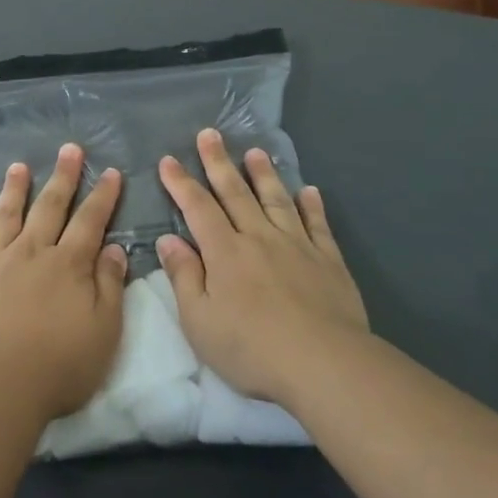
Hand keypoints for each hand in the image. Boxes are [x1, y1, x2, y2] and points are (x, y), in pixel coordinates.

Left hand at [0, 144, 127, 420]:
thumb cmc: (60, 364)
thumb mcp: (104, 330)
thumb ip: (110, 285)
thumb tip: (114, 247)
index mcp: (68, 264)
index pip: (90, 221)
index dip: (102, 196)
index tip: (109, 172)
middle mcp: (31, 252)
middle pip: (49, 207)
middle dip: (62, 177)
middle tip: (69, 149)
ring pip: (6, 215)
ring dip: (14, 189)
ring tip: (18, 166)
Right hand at [157, 128, 368, 406]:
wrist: (325, 364)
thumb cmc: (252, 349)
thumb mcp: (200, 321)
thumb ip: (184, 277)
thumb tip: (168, 240)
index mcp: (225, 252)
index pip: (198, 208)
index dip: (181, 183)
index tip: (169, 160)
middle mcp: (259, 238)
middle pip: (235, 193)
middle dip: (219, 162)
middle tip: (210, 134)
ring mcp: (297, 246)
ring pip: (276, 200)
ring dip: (264, 174)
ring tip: (255, 152)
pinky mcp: (328, 261)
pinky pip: (317, 225)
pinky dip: (312, 205)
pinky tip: (308, 191)